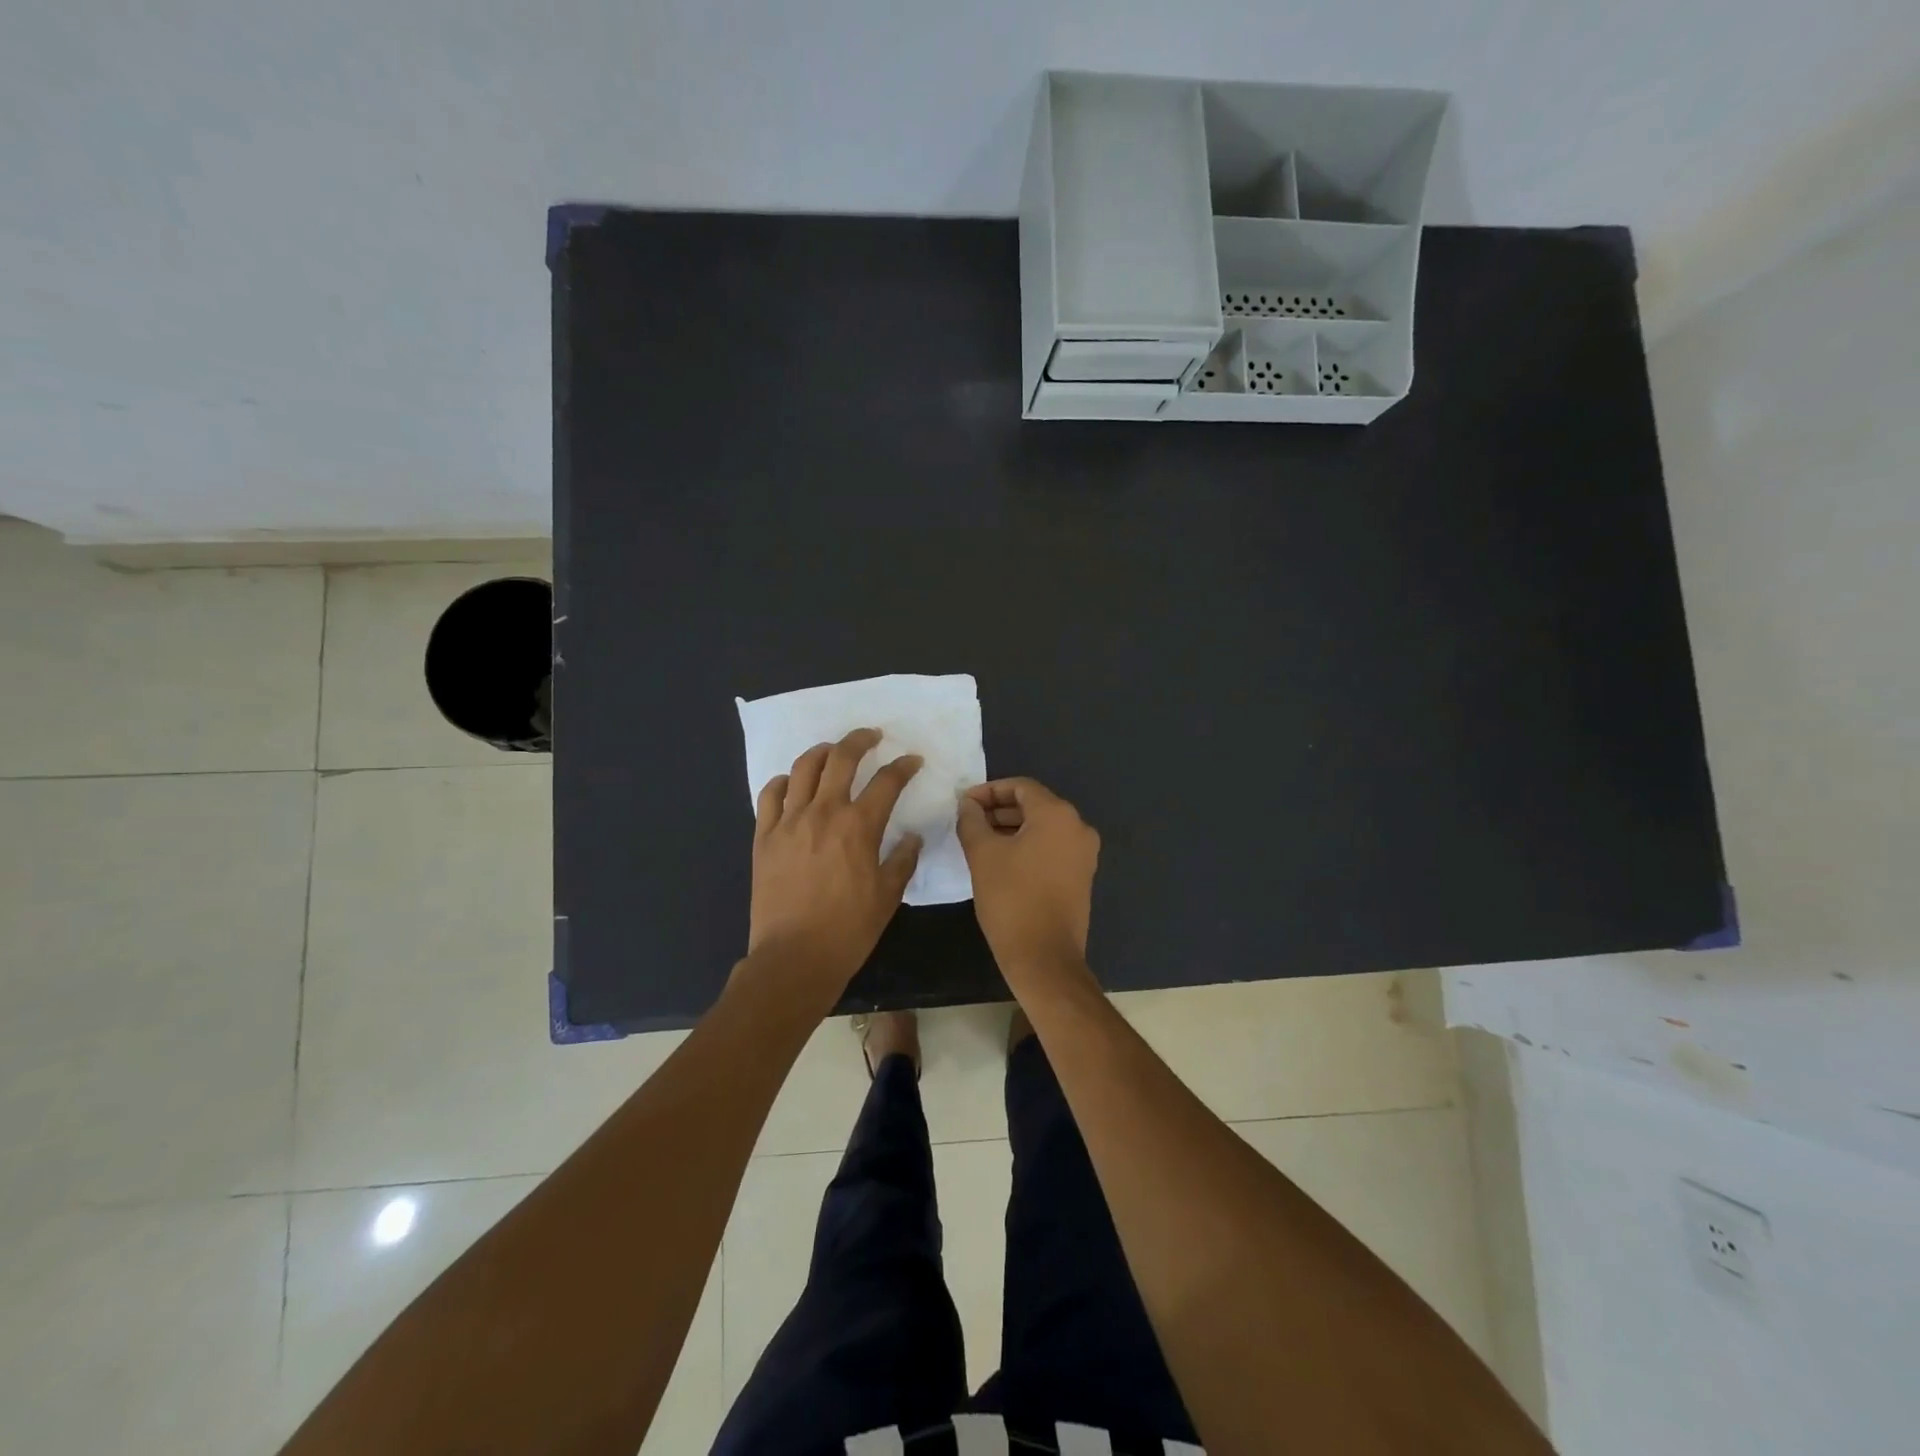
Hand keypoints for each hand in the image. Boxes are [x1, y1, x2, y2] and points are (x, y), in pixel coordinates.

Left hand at [747, 728, 922, 998]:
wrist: (794, 958)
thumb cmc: (848, 930)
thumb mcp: (888, 896)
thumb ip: (903, 860)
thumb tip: (912, 837)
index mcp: (859, 826)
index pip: (887, 781)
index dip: (903, 766)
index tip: (912, 761)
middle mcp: (823, 812)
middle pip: (841, 758)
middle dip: (860, 740)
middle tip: (872, 736)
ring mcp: (789, 821)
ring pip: (803, 768)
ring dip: (822, 752)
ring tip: (832, 751)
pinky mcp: (764, 836)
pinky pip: (771, 795)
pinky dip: (784, 782)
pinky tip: (793, 785)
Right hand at [956, 777, 1099, 984]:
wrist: (1044, 957)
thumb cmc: (1011, 898)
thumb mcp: (982, 854)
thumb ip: (972, 820)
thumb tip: (968, 804)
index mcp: (1057, 815)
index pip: (1021, 787)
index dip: (989, 791)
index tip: (963, 804)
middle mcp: (1078, 827)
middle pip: (1034, 805)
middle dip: (999, 810)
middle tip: (969, 821)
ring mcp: (1084, 853)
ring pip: (1043, 828)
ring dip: (1011, 829)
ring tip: (980, 841)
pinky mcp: (1082, 876)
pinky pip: (1052, 848)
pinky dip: (1028, 846)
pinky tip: (1002, 861)